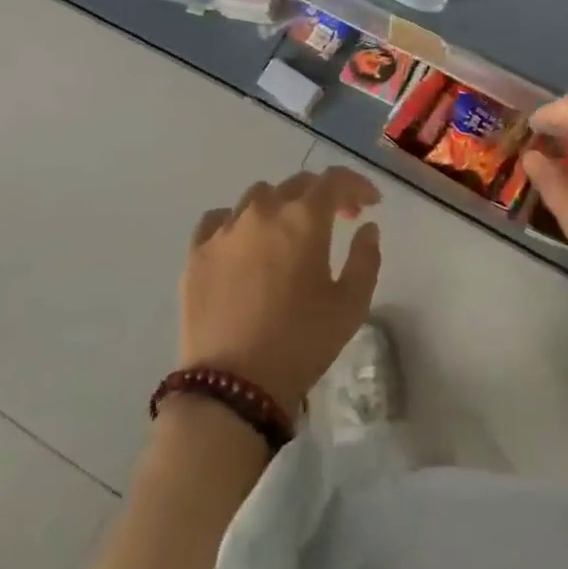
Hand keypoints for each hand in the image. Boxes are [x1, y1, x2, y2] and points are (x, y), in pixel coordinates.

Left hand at [180, 167, 382, 418]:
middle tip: (337, 220)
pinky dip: (238, 222)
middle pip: (298, 184)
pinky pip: (219, 219)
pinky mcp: (197, 252)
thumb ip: (365, 258)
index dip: (357, 185)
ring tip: (288, 234)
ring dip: (281, 206)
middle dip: (323, 196)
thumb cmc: (300, 344)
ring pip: (258, 197)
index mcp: (304, 218)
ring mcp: (226, 229)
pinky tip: (244, 244)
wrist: (232, 388)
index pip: (335, 180)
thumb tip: (366, 228)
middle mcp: (263, 211)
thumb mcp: (350, 306)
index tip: (370, 203)